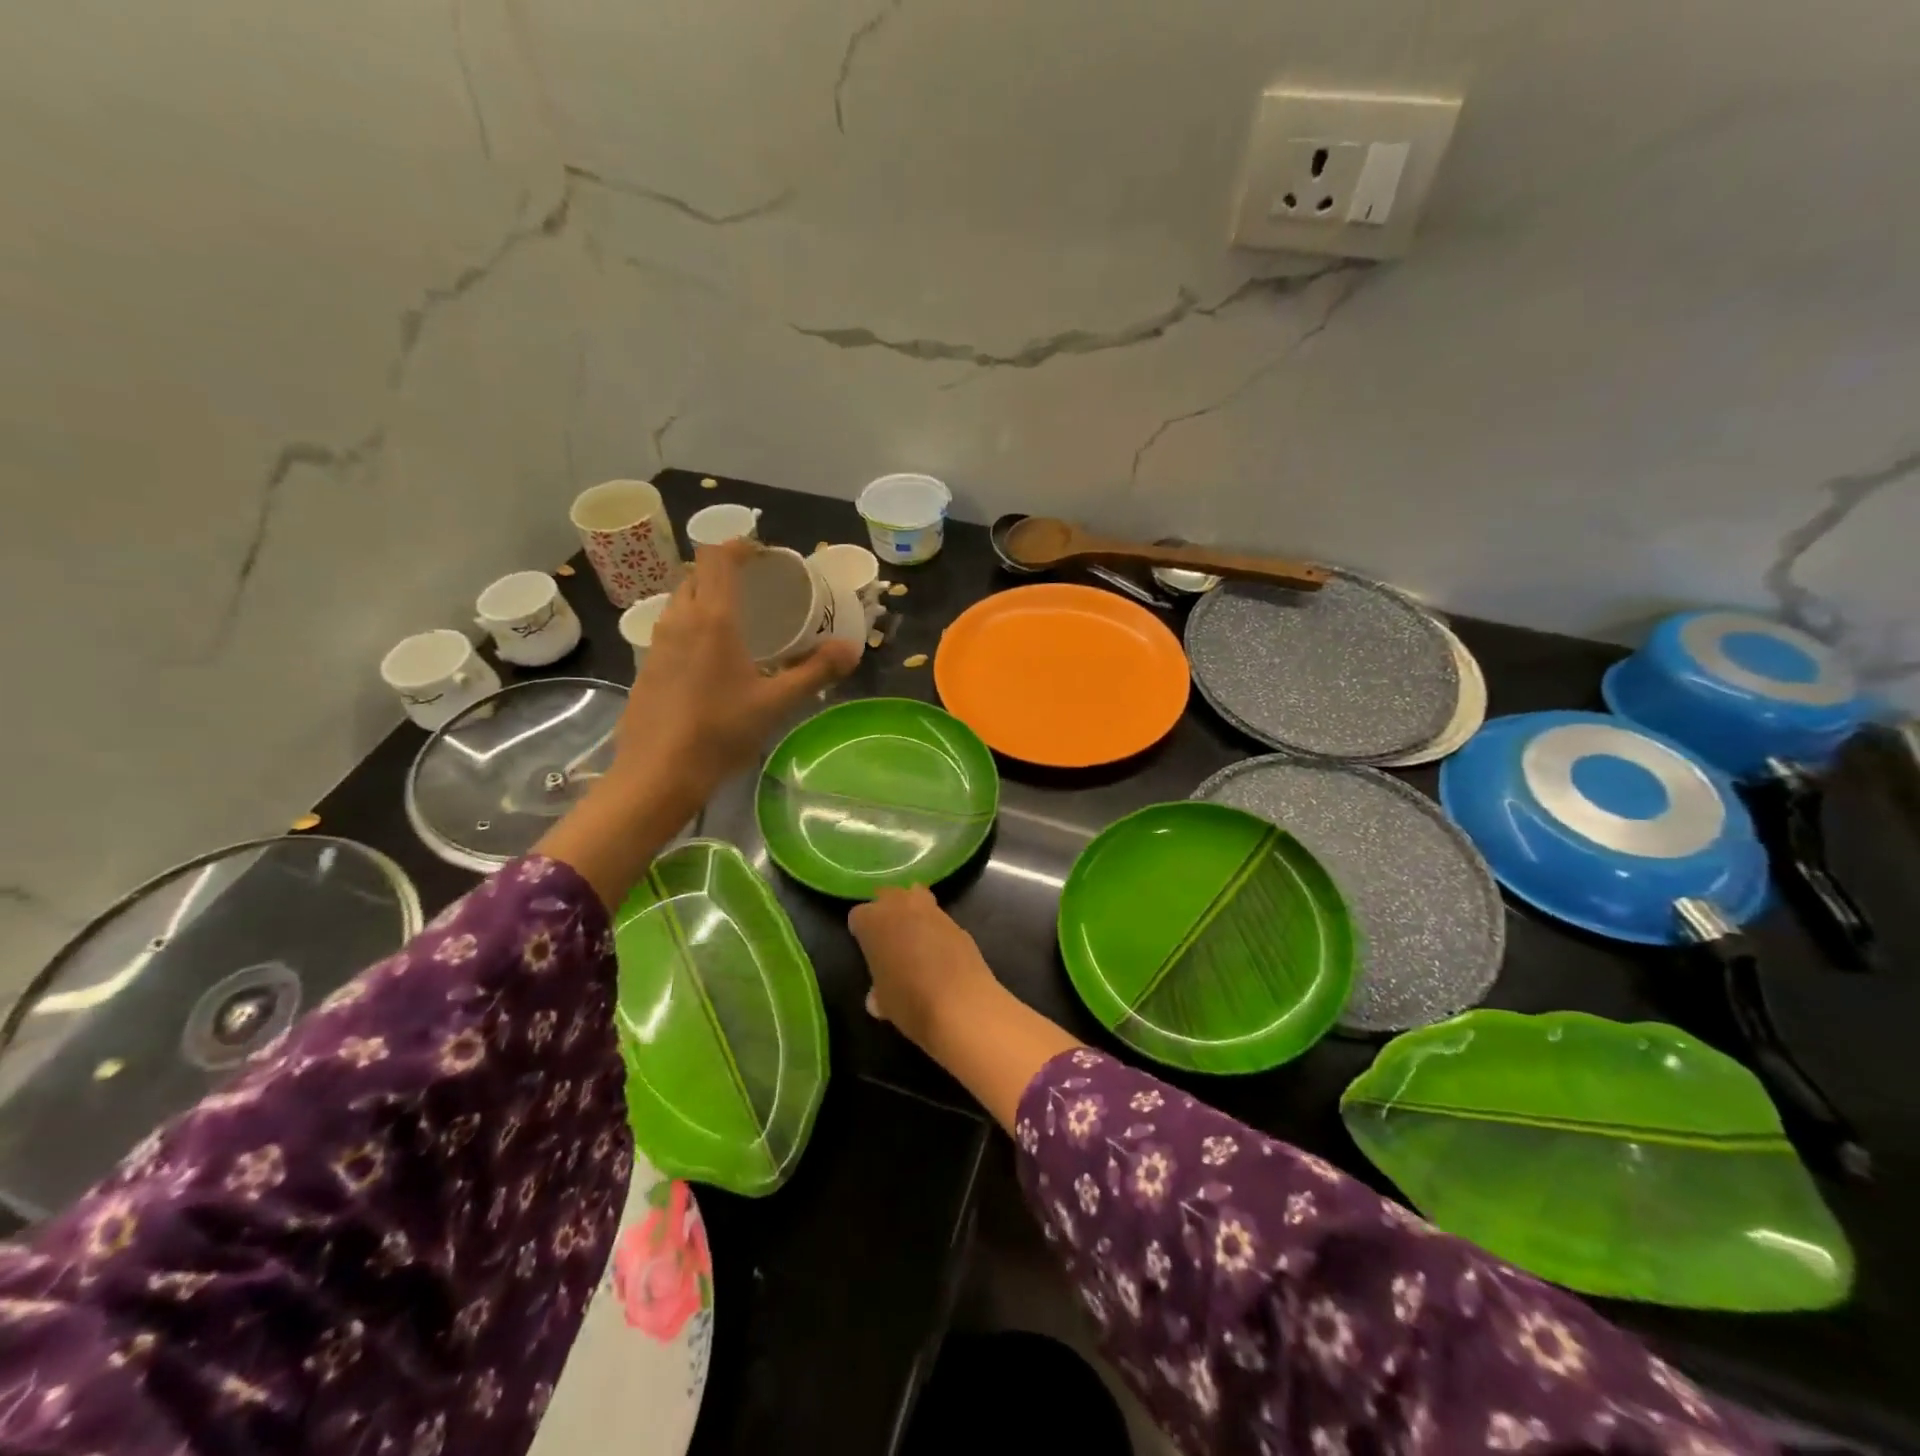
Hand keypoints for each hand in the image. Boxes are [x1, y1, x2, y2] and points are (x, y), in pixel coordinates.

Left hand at [611, 538, 859, 802]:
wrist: (657, 773)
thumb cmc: (720, 732)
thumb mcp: (776, 703)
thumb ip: (816, 672)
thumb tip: (853, 649)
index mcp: (713, 619)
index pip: (718, 557)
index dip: (740, 546)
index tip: (765, 555)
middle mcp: (680, 620)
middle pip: (697, 574)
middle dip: (724, 570)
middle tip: (757, 587)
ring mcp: (657, 643)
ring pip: (681, 600)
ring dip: (706, 596)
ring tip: (737, 619)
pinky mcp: (646, 666)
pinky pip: (671, 627)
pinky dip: (692, 624)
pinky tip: (711, 657)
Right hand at [848, 887, 998, 1049]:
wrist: (961, 1005)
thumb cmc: (909, 1002)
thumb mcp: (883, 1002)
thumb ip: (878, 991)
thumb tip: (878, 996)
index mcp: (874, 922)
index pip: (858, 916)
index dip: (861, 931)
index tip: (866, 948)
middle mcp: (902, 907)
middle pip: (888, 895)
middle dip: (887, 911)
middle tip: (888, 937)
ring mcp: (934, 912)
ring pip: (917, 897)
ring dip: (914, 913)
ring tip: (915, 940)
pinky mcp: (958, 924)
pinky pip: (941, 921)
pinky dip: (937, 931)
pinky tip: (941, 954)